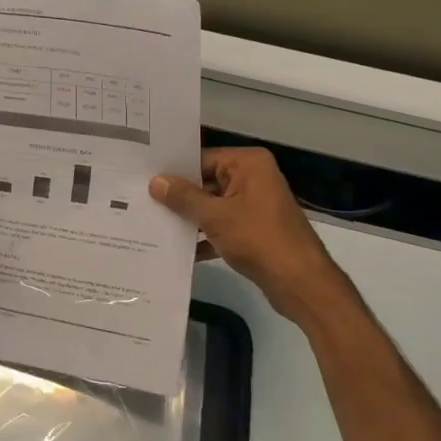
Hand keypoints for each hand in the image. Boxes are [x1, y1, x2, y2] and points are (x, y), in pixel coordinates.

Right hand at [151, 148, 353, 325]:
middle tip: (142, 202)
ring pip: (213, 206)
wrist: (299, 282)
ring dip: (189, 219)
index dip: (175, 172)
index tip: (144, 180)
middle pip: (207, 182)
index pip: (202, 159)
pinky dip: (204, 236)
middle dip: (179, 197)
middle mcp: (254, 177)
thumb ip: (184, 198)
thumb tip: (156, 182)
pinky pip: (222, 225)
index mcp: (248, 164)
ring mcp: (255, 204)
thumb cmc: (258, 239)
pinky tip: (177, 250)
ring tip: (152, 224)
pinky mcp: (254, 229)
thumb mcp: (215, 216)